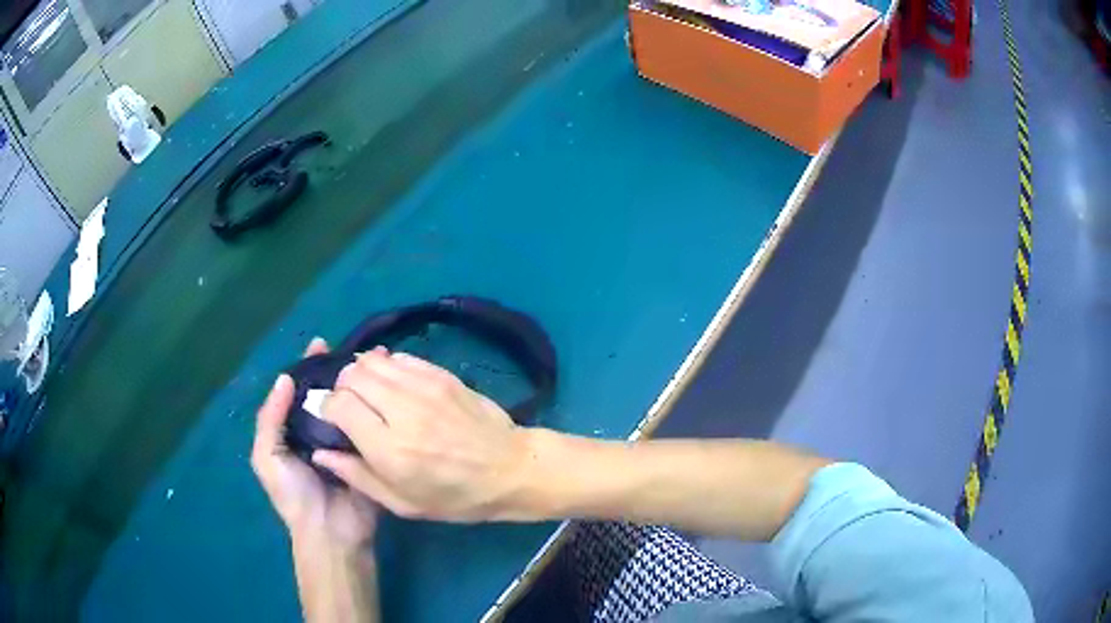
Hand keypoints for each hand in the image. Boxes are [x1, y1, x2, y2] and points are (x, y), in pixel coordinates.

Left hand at [252, 338, 376, 548]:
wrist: (331, 531)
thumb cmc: (294, 494)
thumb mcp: (267, 456)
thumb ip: (270, 418)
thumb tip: (286, 377)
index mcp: (293, 431)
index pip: (299, 391)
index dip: (308, 367)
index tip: (323, 343)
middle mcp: (319, 432)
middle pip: (327, 395)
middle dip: (338, 372)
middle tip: (356, 350)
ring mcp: (346, 443)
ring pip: (350, 407)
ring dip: (359, 387)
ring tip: (376, 362)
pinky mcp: (369, 454)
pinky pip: (370, 427)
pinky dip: (376, 409)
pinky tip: (388, 391)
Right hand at [312, 350, 531, 521]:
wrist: (510, 470)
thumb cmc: (456, 497)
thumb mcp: (404, 503)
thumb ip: (357, 476)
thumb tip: (320, 451)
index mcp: (390, 449)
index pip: (339, 405)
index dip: (326, 407)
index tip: (330, 418)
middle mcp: (403, 411)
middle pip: (351, 375)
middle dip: (341, 387)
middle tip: (349, 405)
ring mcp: (425, 387)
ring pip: (372, 360)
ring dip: (361, 373)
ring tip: (368, 393)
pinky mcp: (442, 375)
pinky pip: (399, 357)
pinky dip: (386, 366)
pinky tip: (392, 384)